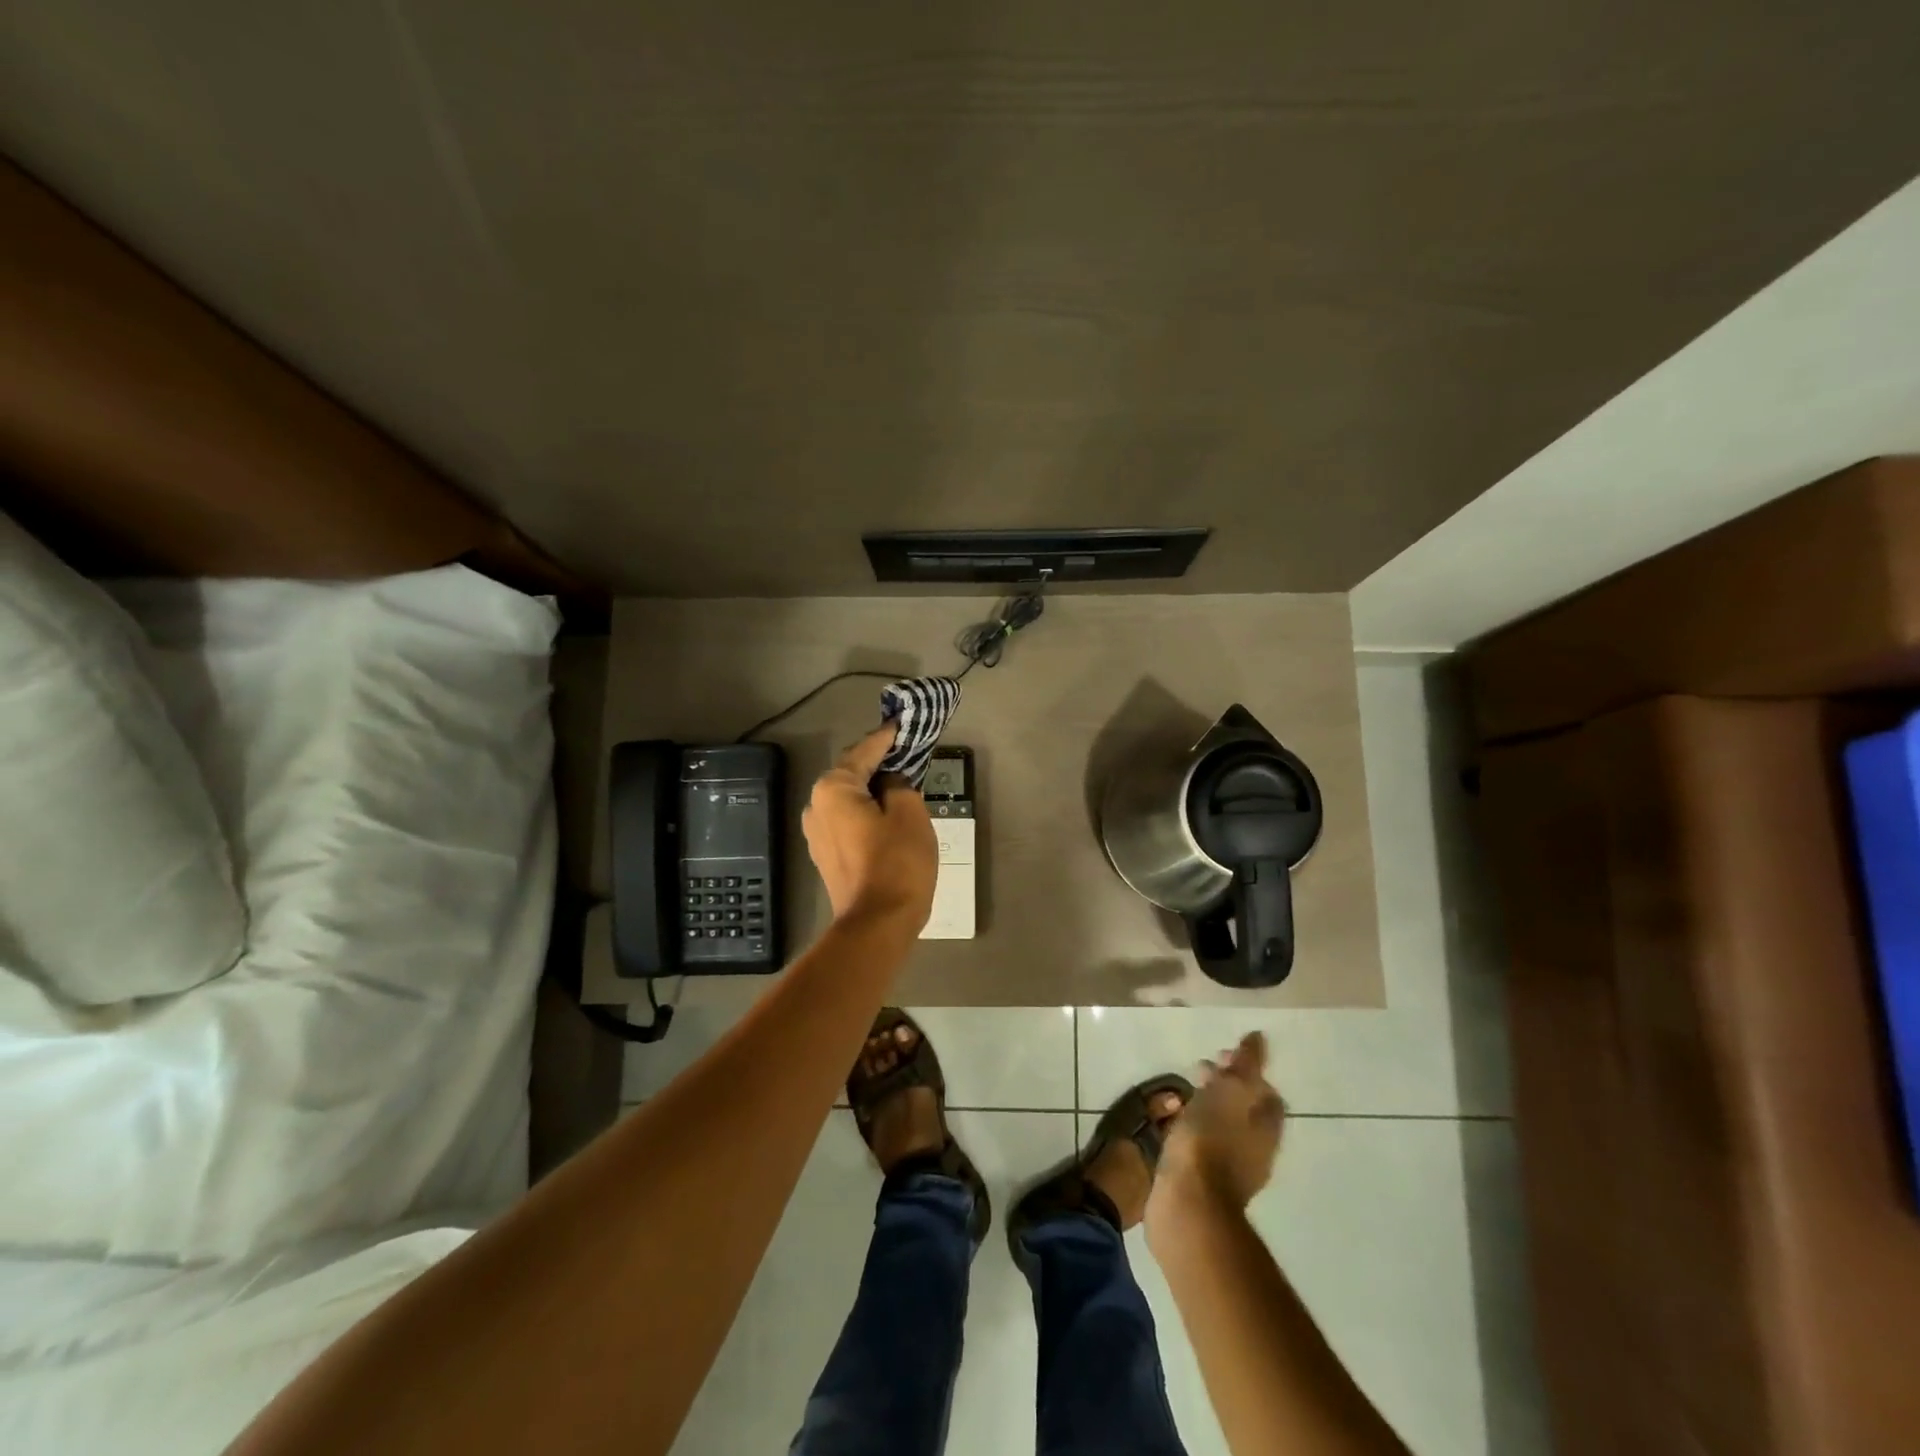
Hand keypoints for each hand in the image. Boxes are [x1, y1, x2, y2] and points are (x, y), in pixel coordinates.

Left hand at [801, 723, 937, 930]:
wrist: (877, 924)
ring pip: (848, 801)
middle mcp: (816, 807)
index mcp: (832, 789)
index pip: (863, 752)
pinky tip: (887, 816)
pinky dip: (866, 813)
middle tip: (905, 754)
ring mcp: (816, 834)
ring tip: (900, 785)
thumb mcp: (909, 813)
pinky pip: (848, 822)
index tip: (900, 725)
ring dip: (872, 791)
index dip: (884, 738)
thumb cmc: (896, 862)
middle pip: (851, 775)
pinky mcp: (826, 857)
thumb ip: (899, 786)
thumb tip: (890, 783)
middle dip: (877, 764)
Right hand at [1148, 1032, 1285, 1230]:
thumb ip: (1246, 1064)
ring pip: (1223, 1126)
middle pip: (1245, 1108)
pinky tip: (1174, 1125)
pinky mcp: (1205, 1182)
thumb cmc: (1210, 1141)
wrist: (1188, 1204)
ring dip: (1206, 1106)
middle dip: (1224, 1085)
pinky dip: (1193, 1128)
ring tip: (1181, 1095)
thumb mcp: (1229, 1091)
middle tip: (1197, 1070)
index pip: (1266, 1091)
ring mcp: (1232, 1169)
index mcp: (1266, 1127)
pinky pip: (1204, 1144)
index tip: (1220, 1055)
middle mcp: (1256, 1149)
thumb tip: (1259, 1037)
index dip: (1247, 1070)